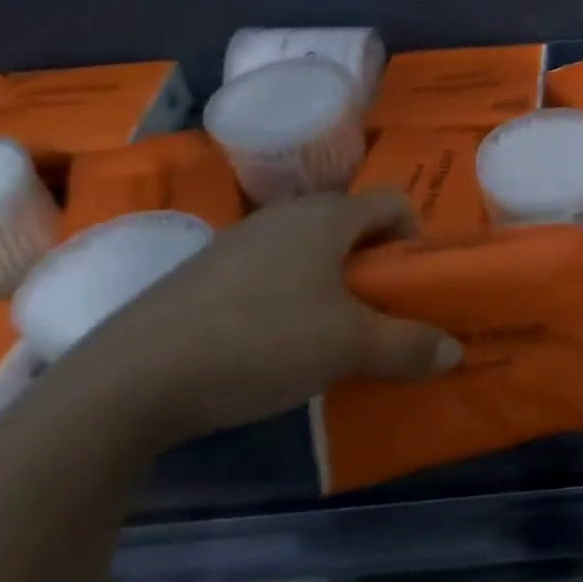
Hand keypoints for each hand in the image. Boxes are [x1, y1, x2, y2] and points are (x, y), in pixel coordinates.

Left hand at [50, 191, 462, 448]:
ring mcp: (236, 242)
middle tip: (382, 309)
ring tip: (332, 330)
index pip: (392, 200)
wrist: (127, 381)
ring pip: (308, 248)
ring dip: (333, 280)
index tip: (414, 281)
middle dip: (376, 262)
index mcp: (325, 217)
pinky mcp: (201, 274)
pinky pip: (269, 270)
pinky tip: (276, 342)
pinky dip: (291, 294)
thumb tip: (455, 350)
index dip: (416, 234)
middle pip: (351, 223)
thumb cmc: (260, 342)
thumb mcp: (349, 348)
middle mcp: (283, 216)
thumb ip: (409, 346)